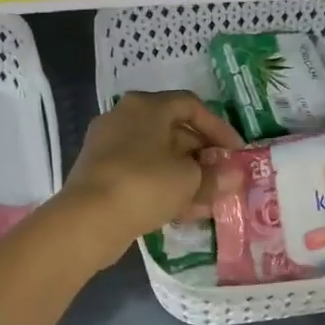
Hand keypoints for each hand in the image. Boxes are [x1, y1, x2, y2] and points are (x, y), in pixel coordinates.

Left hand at [57, 91, 243, 270]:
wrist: (88, 218)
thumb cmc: (145, 184)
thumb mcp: (189, 179)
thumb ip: (214, 176)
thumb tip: (234, 176)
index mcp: (146, 106)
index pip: (191, 106)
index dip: (218, 128)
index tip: (236, 152)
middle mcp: (124, 118)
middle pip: (173, 131)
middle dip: (202, 155)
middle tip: (223, 177)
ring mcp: (108, 146)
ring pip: (157, 156)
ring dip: (185, 175)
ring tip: (209, 199)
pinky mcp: (100, 174)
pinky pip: (141, 174)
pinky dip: (163, 187)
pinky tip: (183, 211)